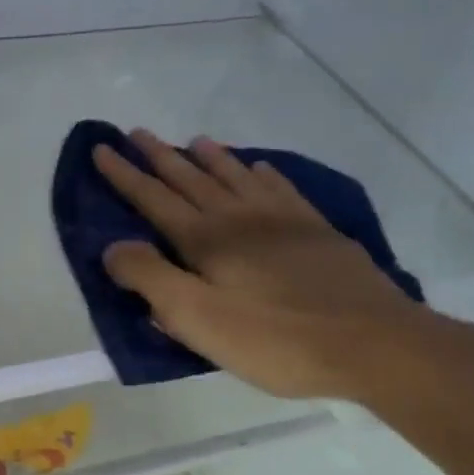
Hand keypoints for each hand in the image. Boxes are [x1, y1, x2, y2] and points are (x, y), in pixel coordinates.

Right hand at [95, 130, 463, 401]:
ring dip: (209, 158)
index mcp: (206, 240)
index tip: (102, 148)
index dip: (124, 174)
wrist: (371, 342)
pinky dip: (261, 173)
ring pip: (234, 176)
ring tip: (193, 140)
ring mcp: (282, 219)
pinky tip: (258, 167)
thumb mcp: (198, 320)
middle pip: (190, 178)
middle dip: (159, 156)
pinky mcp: (316, 230)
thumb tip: (114, 247)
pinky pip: (280, 188)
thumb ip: (151, 280)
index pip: (153, 198)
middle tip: (136, 132)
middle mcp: (239, 217)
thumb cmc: (275, 338)